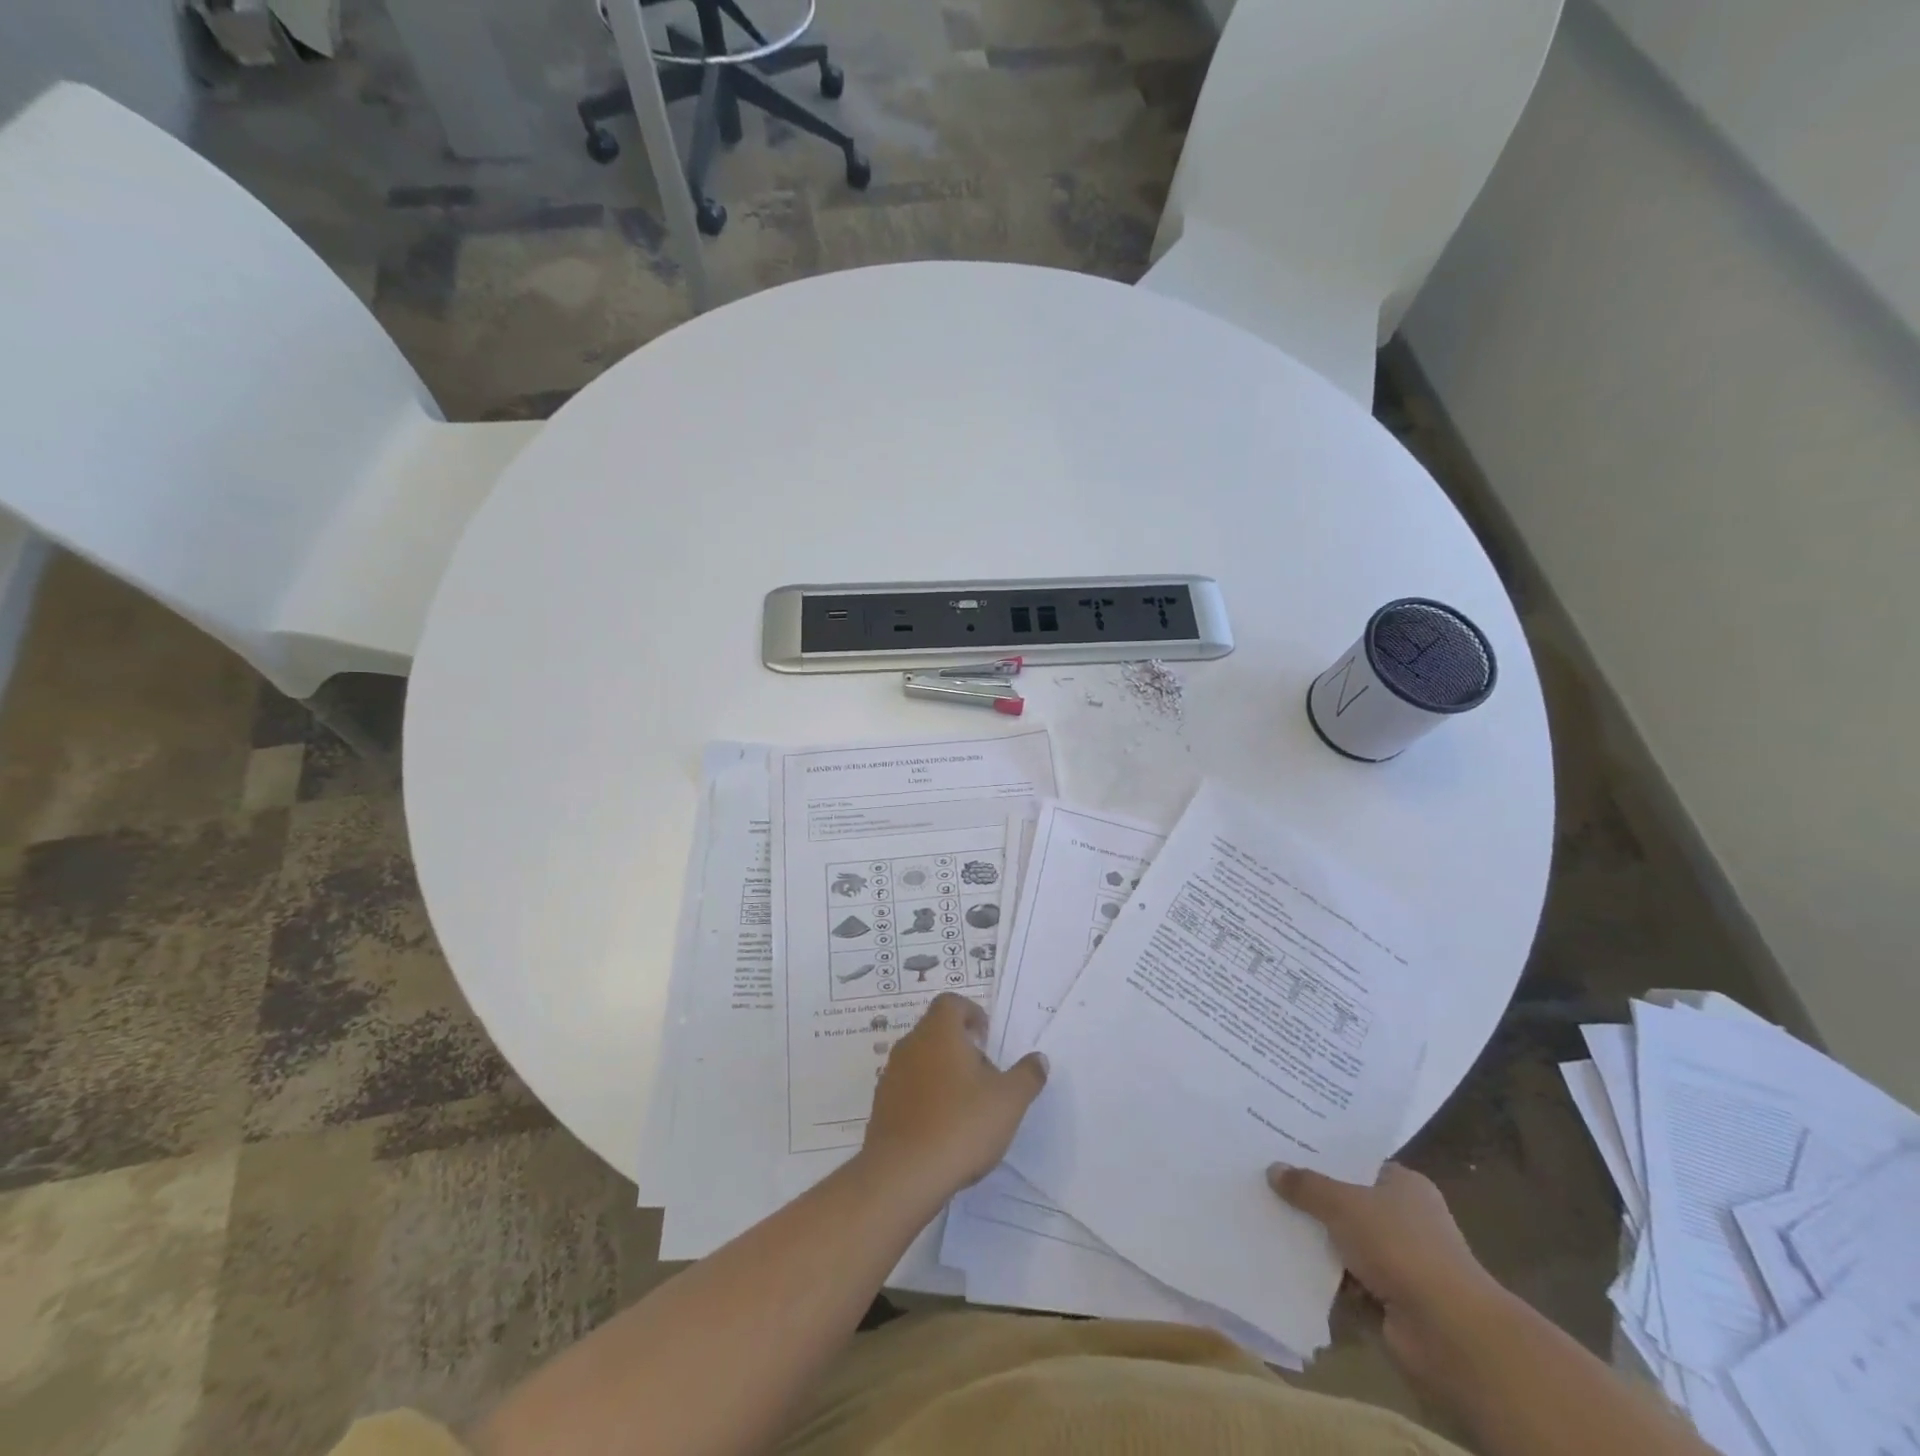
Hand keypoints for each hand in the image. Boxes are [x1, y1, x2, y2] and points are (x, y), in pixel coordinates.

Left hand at [860, 993, 1047, 1201]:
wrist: (903, 1175)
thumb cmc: (961, 1124)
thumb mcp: (1009, 1101)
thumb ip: (1027, 1075)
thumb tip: (1039, 1059)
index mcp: (939, 1032)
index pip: (951, 1002)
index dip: (971, 1012)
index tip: (987, 1037)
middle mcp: (910, 1045)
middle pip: (936, 1031)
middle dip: (961, 1047)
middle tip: (984, 1076)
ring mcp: (891, 1076)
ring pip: (921, 1061)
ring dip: (943, 1073)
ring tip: (966, 1106)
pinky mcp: (881, 1106)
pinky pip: (908, 1089)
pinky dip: (926, 1098)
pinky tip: (943, 1129)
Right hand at [1270, 1162, 1505, 1379]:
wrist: (1449, 1332)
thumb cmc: (1401, 1248)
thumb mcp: (1344, 1204)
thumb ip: (1307, 1186)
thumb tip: (1273, 1168)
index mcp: (1404, 1185)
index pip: (1355, 1162)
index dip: (1321, 1156)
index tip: (1282, 1148)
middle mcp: (1404, 1218)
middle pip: (1347, 1200)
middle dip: (1311, 1198)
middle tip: (1265, 1180)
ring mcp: (1399, 1261)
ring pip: (1343, 1240)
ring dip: (1314, 1239)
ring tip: (1266, 1218)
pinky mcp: (1390, 1298)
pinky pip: (1345, 1277)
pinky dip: (1323, 1274)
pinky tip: (1286, 1260)